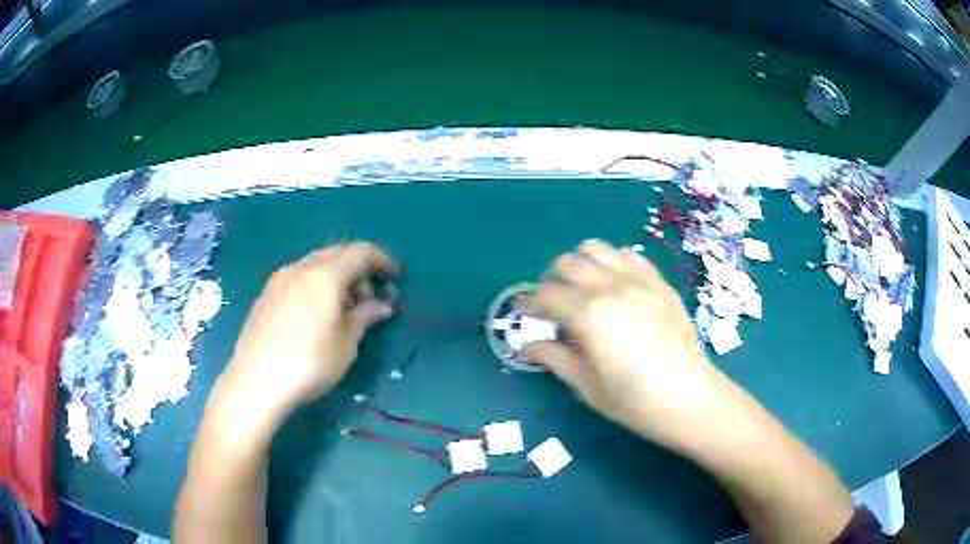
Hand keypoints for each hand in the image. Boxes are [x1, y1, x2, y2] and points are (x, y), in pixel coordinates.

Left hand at [222, 242, 397, 421]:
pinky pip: (298, 277)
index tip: (394, 277)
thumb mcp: (346, 344)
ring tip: (344, 308)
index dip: (382, 260)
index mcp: (325, 274)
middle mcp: (301, 267)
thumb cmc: (310, 363)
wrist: (257, 380)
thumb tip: (382, 306)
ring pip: (315, 264)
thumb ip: (365, 317)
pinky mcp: (266, 294)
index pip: (361, 252)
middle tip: (370, 298)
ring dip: (336, 277)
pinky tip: (316, 313)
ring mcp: (280, 279)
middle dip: (358, 269)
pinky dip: (316, 285)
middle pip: (337, 253)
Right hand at [519, 240, 723, 448]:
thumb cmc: (633, 400)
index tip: (522, 312)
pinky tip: (615, 286)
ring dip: (581, 264)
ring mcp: (639, 280)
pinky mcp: (659, 282)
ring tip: (582, 288)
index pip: (545, 295)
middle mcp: (612, 286)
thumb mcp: (587, 385)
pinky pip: (629, 256)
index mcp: (589, 314)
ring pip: (597, 249)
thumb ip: (554, 358)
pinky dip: (613, 263)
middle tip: (552, 305)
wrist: (689, 398)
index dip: (527, 303)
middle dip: (551, 281)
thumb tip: (526, 346)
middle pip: (567, 263)